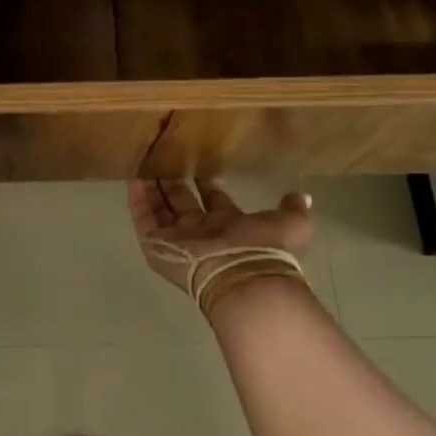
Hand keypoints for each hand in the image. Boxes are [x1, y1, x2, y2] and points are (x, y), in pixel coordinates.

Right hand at [128, 179, 314, 318]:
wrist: (240, 277)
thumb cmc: (264, 248)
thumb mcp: (290, 224)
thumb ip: (292, 208)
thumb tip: (302, 196)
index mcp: (229, 225)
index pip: (213, 200)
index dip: (207, 183)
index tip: (199, 164)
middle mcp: (201, 232)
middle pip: (182, 202)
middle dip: (173, 182)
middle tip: (164, 157)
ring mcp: (176, 240)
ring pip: (159, 209)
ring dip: (152, 187)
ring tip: (144, 161)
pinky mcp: (156, 245)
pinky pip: (143, 219)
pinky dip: (137, 199)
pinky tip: (133, 177)